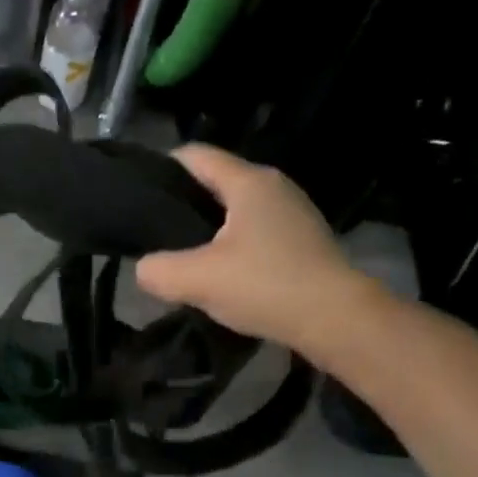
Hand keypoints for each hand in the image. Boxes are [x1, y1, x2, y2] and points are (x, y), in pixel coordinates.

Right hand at [137, 145, 379, 351]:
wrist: (339, 321)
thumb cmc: (266, 285)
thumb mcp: (196, 280)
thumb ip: (157, 270)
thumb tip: (144, 269)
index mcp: (248, 182)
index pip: (194, 155)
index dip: (161, 168)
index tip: (138, 196)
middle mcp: (274, 186)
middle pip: (215, 180)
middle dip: (183, 202)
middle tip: (155, 231)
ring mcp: (294, 212)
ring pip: (236, 208)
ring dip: (209, 227)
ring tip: (184, 254)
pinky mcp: (304, 240)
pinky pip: (255, 230)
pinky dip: (233, 244)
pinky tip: (221, 272)